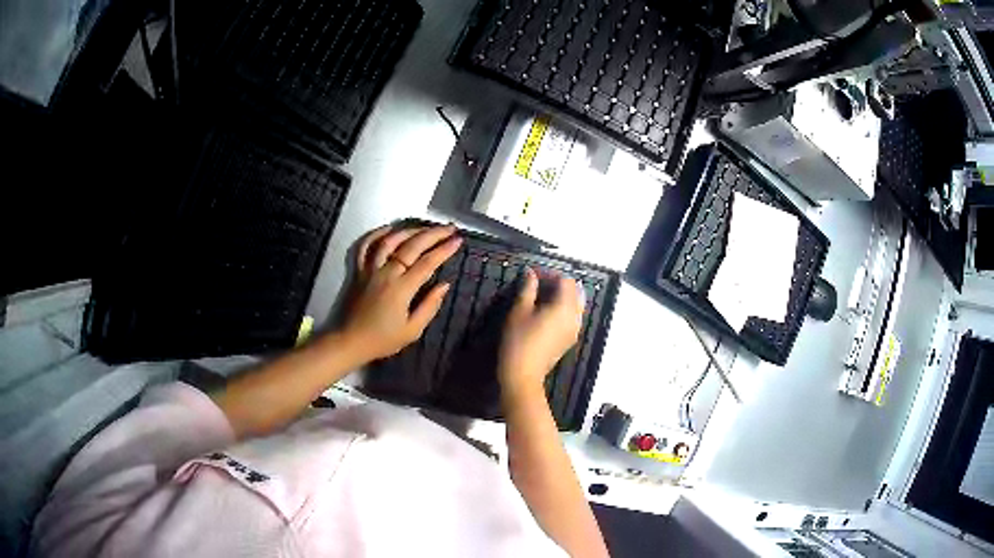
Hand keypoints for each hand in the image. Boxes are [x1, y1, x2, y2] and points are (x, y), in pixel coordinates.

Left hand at [341, 224, 461, 361]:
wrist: (350, 341)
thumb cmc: (383, 339)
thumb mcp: (412, 331)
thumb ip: (430, 306)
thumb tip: (444, 285)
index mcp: (401, 288)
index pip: (427, 263)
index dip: (444, 250)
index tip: (458, 241)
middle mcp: (386, 273)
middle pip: (412, 246)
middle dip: (433, 234)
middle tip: (449, 228)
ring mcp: (370, 269)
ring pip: (390, 241)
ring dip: (410, 230)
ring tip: (426, 227)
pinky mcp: (358, 270)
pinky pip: (366, 246)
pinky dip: (377, 234)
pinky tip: (389, 228)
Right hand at [499, 268, 584, 398]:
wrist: (523, 375)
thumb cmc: (518, 341)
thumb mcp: (519, 311)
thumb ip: (527, 289)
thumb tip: (530, 274)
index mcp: (564, 307)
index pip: (566, 281)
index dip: (551, 273)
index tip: (534, 274)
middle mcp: (575, 317)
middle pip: (575, 292)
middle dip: (559, 284)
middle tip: (539, 283)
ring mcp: (574, 330)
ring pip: (576, 305)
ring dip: (563, 296)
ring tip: (542, 296)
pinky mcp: (569, 340)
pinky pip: (573, 317)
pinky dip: (564, 308)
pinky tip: (547, 312)